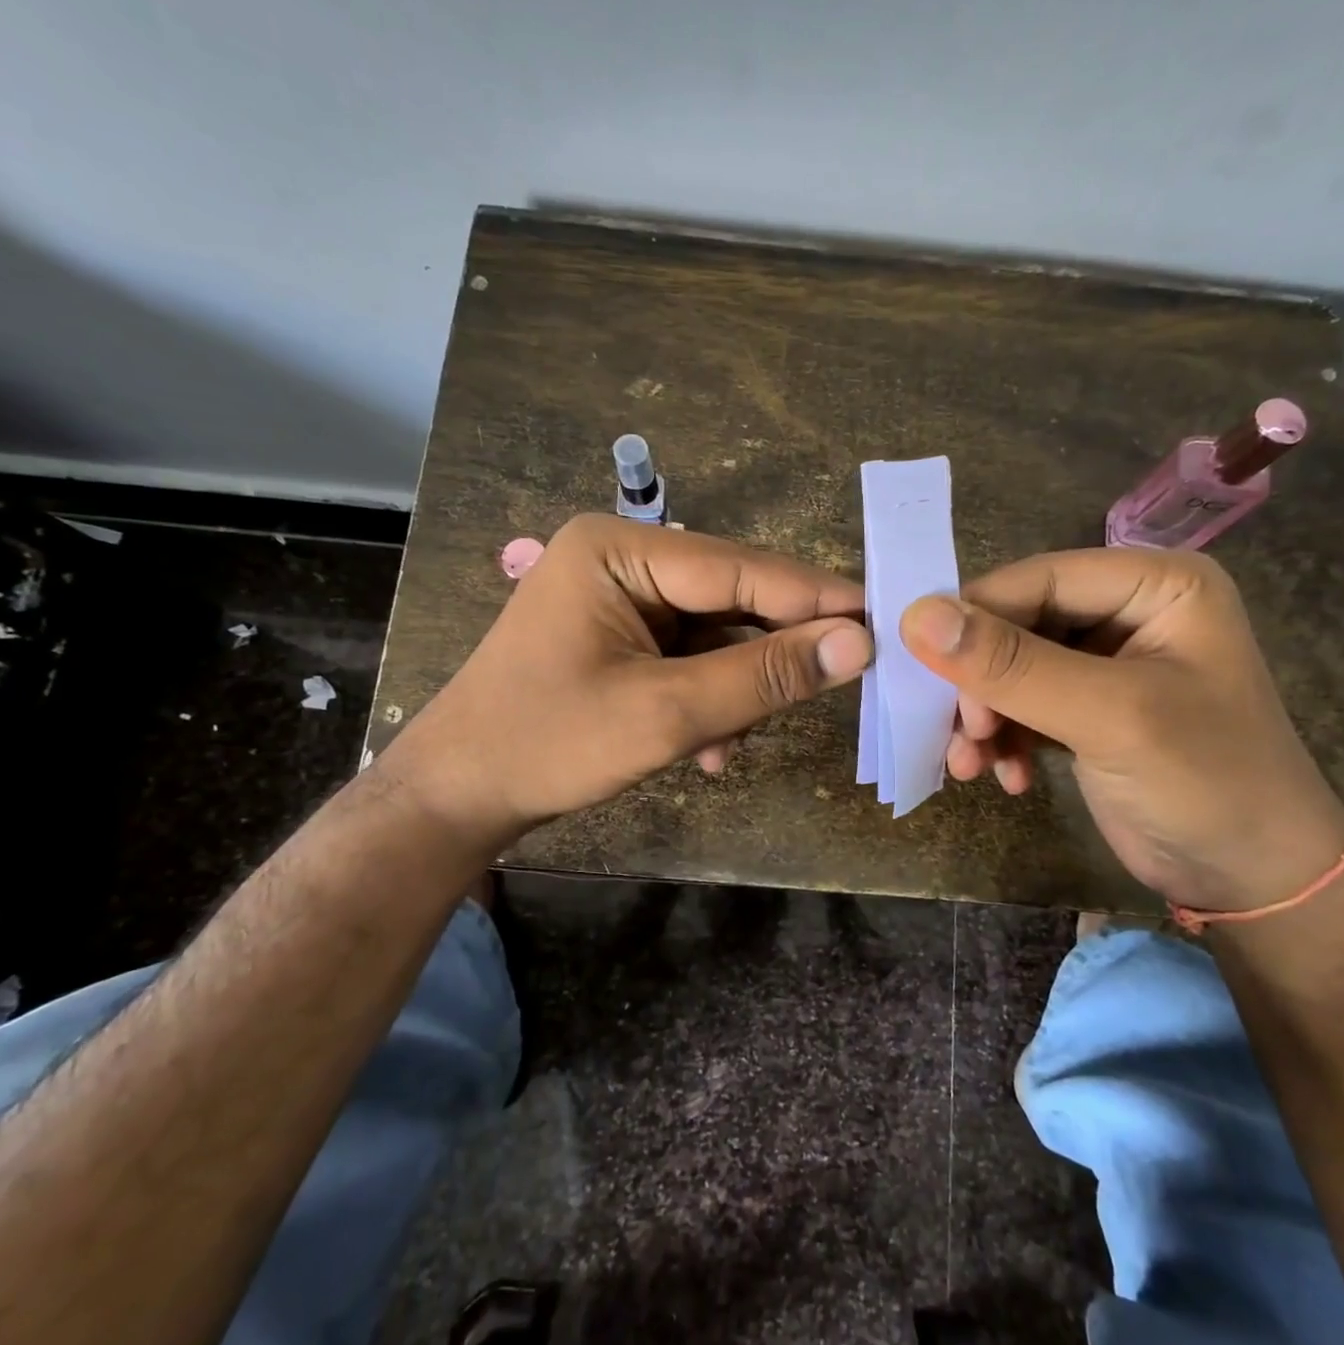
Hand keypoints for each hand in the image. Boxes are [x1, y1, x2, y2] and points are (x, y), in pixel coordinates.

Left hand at [379, 514, 873, 849]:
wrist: (459, 796)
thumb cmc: (549, 744)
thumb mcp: (664, 713)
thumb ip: (763, 677)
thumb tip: (858, 645)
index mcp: (618, 549)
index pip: (740, 568)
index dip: (815, 600)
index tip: (884, 622)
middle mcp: (622, 559)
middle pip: (731, 599)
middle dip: (769, 656)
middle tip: (835, 686)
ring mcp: (621, 599)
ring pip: (717, 636)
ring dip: (736, 690)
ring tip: (733, 739)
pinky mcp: (623, 638)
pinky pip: (691, 659)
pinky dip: (709, 701)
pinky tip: (708, 749)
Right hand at [899, 548, 1343, 912]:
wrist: (1254, 883)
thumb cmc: (1206, 783)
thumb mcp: (1108, 717)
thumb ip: (1013, 665)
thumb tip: (916, 616)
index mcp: (1153, 584)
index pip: (1036, 578)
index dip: (973, 617)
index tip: (920, 668)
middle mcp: (1127, 612)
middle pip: (1017, 624)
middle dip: (980, 683)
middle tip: (961, 732)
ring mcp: (1105, 663)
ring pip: (1009, 669)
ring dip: (983, 717)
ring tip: (970, 764)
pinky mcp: (1086, 709)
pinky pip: (1021, 705)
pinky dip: (1003, 739)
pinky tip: (1005, 778)